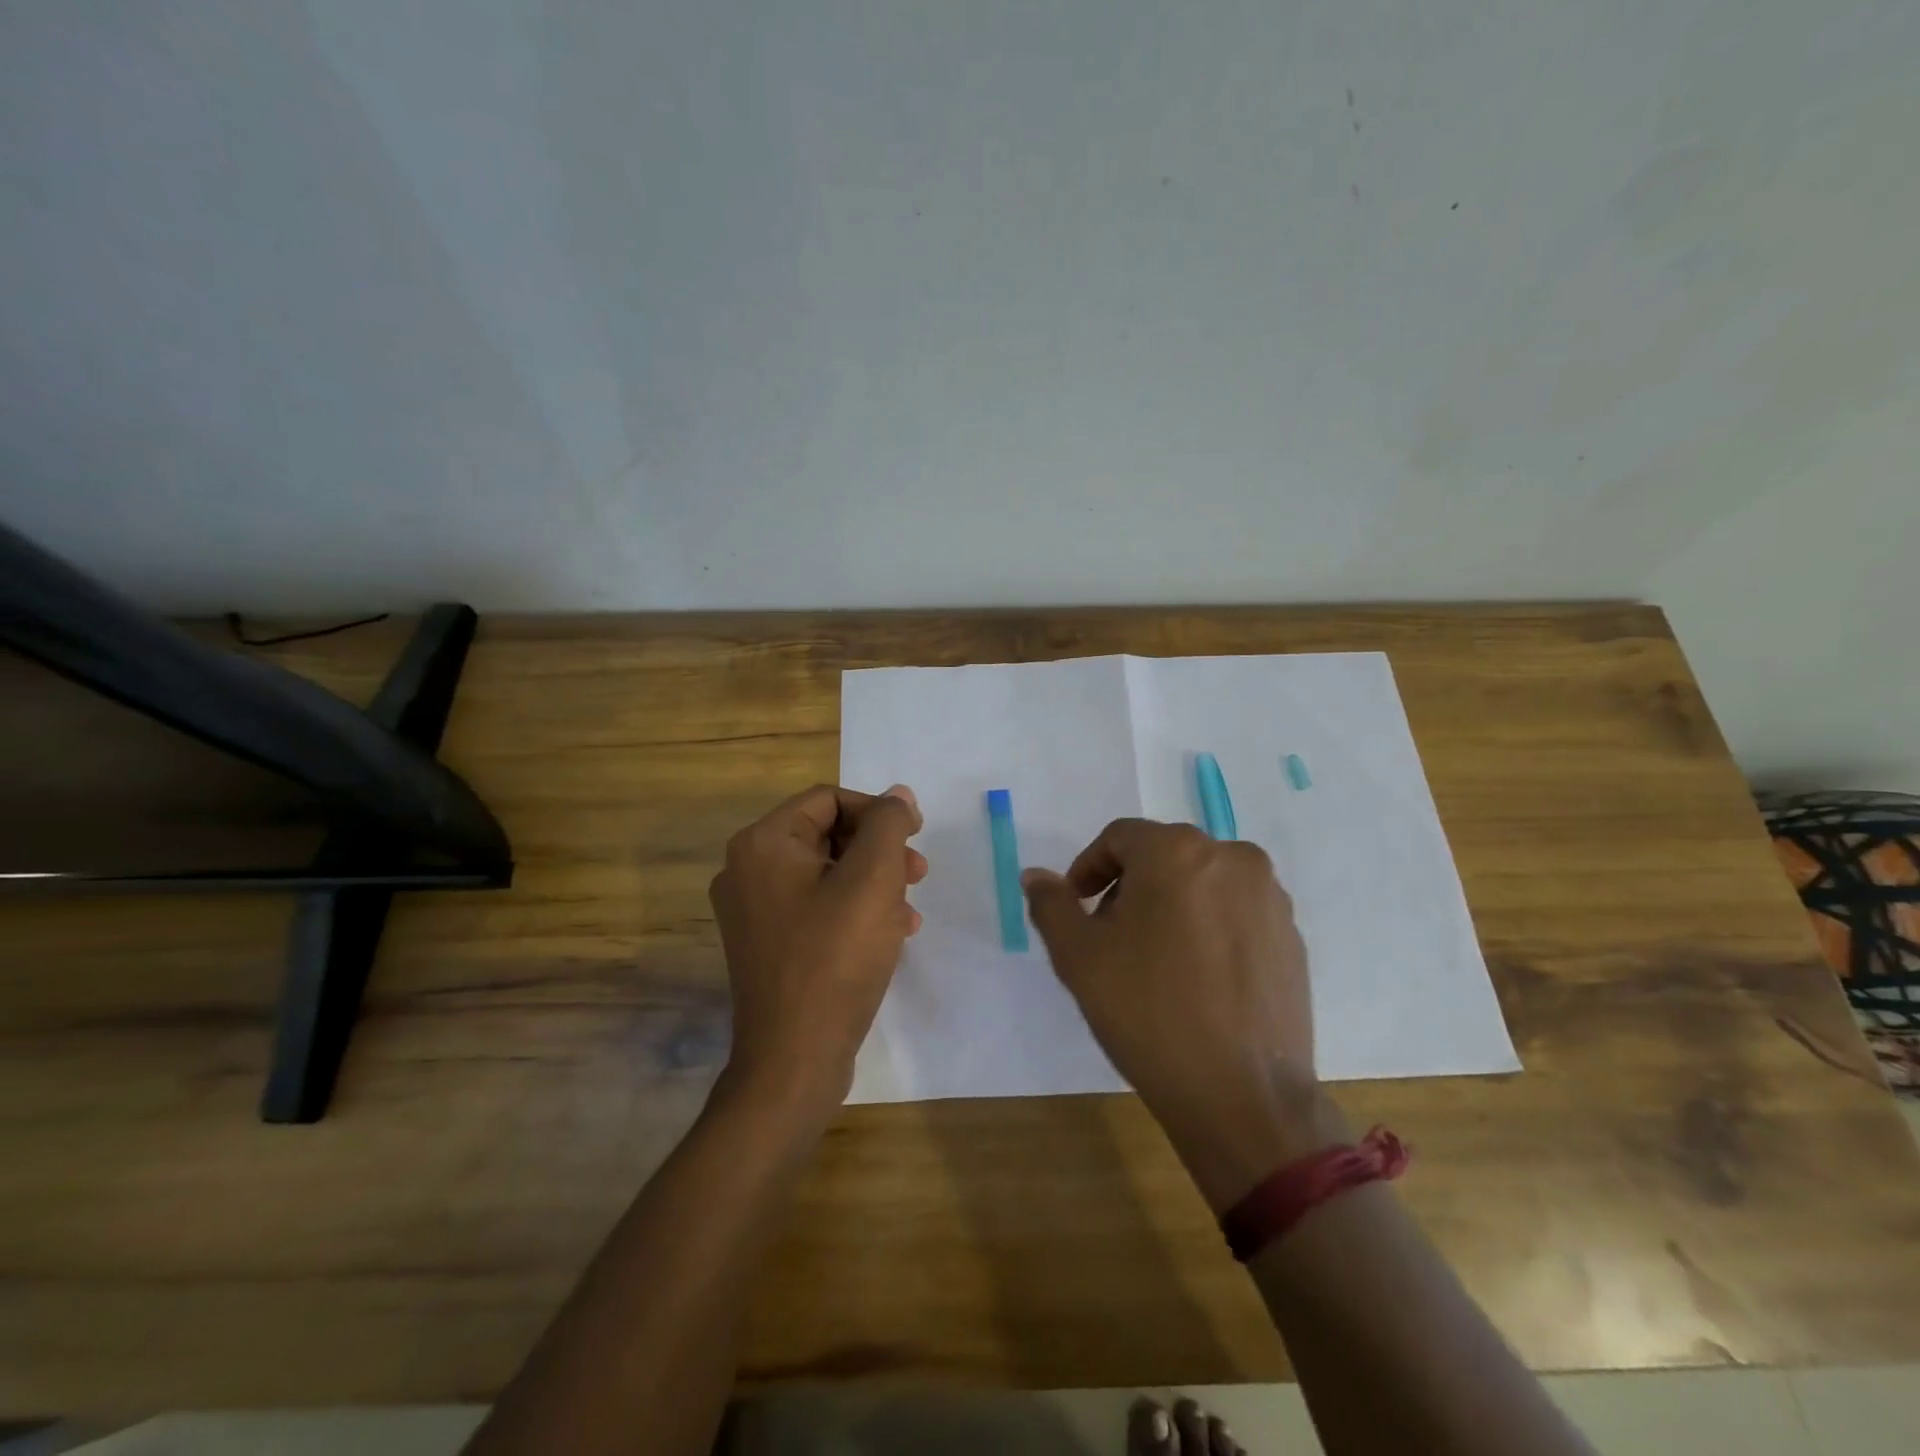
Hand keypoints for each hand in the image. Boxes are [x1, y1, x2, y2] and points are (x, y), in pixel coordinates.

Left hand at [708, 784, 925, 1125]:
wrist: (794, 1059)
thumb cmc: (836, 958)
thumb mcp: (873, 879)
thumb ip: (889, 824)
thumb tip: (898, 795)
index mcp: (763, 844)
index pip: (829, 800)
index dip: (878, 811)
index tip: (915, 836)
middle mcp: (747, 870)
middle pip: (827, 835)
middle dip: (879, 850)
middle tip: (918, 872)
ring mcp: (753, 911)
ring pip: (826, 873)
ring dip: (873, 882)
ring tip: (909, 908)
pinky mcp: (766, 944)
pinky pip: (816, 907)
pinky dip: (855, 910)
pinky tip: (891, 933)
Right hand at [1023, 819, 1342, 1210]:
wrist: (1243, 1096)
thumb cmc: (1148, 1013)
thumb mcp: (1079, 957)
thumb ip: (1052, 905)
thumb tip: (1036, 876)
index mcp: (1177, 851)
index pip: (1120, 838)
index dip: (1089, 868)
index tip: (1077, 908)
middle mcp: (1231, 857)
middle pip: (1163, 856)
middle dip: (1129, 887)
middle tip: (1110, 937)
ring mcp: (1269, 897)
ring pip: (1202, 882)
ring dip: (1170, 905)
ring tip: (1155, 960)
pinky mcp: (1291, 936)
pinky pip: (1235, 912)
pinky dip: (1208, 927)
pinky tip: (1197, 978)